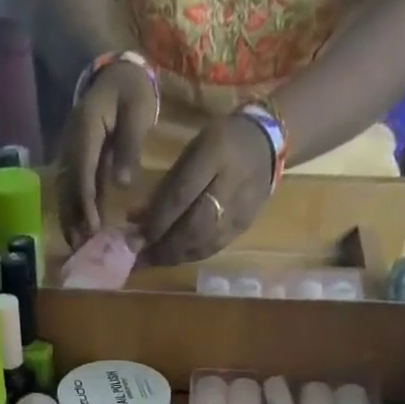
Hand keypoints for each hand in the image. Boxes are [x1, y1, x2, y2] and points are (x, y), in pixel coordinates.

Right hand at [57, 60, 157, 248]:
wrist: (118, 73)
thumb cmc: (131, 90)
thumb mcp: (136, 111)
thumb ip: (129, 146)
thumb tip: (122, 184)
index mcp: (86, 129)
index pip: (82, 172)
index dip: (86, 202)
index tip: (92, 228)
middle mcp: (73, 144)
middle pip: (68, 187)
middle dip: (72, 219)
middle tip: (80, 248)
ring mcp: (73, 153)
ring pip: (67, 191)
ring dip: (71, 219)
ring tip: (78, 246)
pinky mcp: (79, 162)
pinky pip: (75, 189)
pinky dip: (77, 210)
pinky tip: (83, 230)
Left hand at [134, 114, 272, 266]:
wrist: (267, 144)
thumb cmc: (221, 142)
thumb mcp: (192, 151)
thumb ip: (166, 186)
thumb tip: (136, 220)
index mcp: (215, 152)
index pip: (181, 195)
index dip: (157, 221)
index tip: (137, 237)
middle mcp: (230, 184)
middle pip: (192, 227)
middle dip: (163, 246)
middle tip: (140, 258)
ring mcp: (240, 209)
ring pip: (202, 244)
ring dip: (173, 256)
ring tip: (153, 261)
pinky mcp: (243, 227)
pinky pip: (212, 248)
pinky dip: (189, 255)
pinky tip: (175, 257)